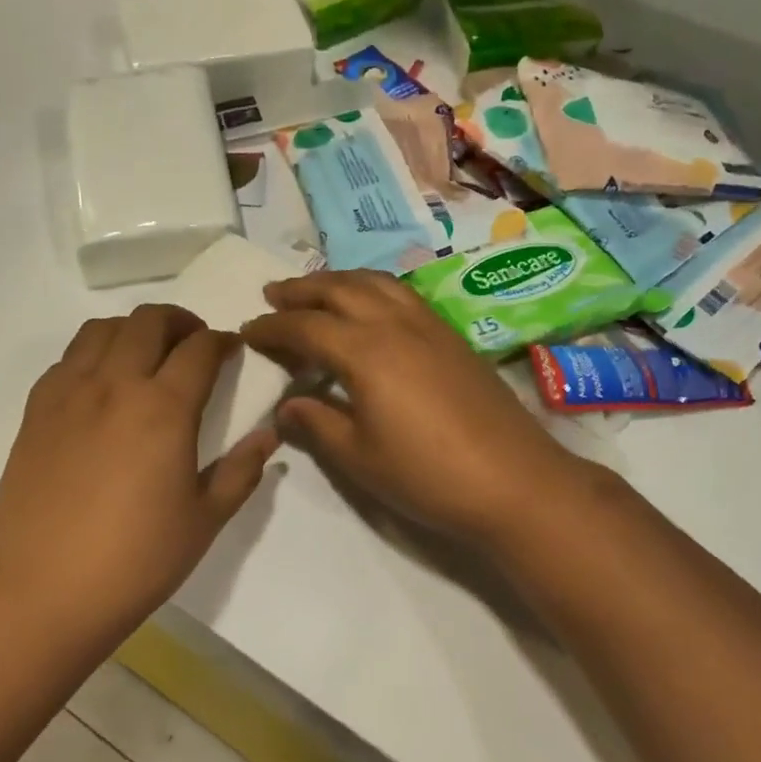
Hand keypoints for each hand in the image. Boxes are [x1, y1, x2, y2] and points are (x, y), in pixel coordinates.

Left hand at [0, 305, 278, 637]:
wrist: (45, 591)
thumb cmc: (137, 559)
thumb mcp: (206, 518)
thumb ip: (241, 470)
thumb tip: (269, 436)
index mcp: (164, 408)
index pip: (200, 348)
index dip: (222, 341)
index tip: (232, 349)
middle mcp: (115, 384)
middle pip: (149, 321)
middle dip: (180, 321)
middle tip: (194, 344)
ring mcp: (69, 393)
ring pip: (102, 328)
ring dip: (134, 329)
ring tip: (147, 354)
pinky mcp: (36, 410)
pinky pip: (67, 358)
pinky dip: (94, 353)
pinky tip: (102, 384)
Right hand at [240, 271, 592, 543]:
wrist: (513, 481)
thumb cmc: (427, 475)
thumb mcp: (359, 458)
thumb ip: (316, 424)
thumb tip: (286, 406)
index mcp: (365, 351)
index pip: (305, 327)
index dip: (271, 328)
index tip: (247, 330)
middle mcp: (395, 323)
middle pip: (340, 289)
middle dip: (302, 289)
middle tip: (273, 294)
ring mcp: (429, 325)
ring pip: (376, 282)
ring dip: (339, 280)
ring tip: (318, 291)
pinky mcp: (453, 336)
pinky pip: (403, 293)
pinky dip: (374, 288)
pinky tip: (371, 308)